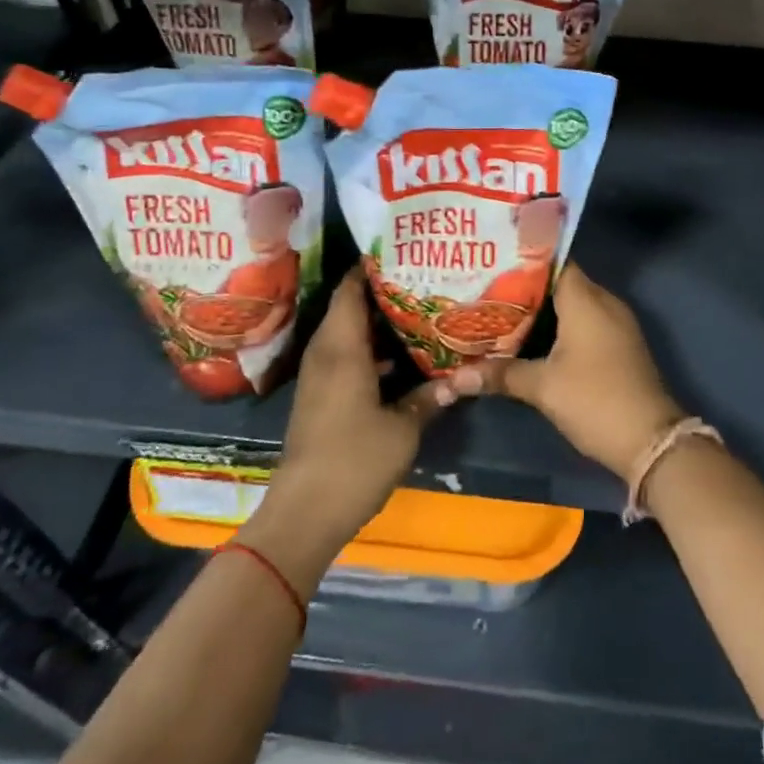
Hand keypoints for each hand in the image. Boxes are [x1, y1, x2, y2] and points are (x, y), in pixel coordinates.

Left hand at [255, 267, 441, 554]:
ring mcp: (318, 376)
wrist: (304, 512)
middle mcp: (325, 353)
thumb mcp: (403, 429)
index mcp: (342, 348)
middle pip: (348, 306)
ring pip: (346, 333)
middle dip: (379, 290)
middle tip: (419, 277)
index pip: (349, 290)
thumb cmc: (354, 460)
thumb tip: (460, 378)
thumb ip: (430, 397)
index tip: (401, 251)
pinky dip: (367, 348)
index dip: (370, 267)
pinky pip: (343, 356)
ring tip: (415, 309)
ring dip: (374, 321)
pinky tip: (398, 358)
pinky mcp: (319, 397)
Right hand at [439, 264, 683, 478]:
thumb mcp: (543, 388)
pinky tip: (529, 338)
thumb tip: (455, 377)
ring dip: (541, 308)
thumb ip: (500, 374)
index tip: (492, 258)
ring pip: (572, 303)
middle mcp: (604, 302)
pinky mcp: (618, 345)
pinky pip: (584, 321)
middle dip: (525, 284)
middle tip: (485, 286)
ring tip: (499, 309)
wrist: (651, 442)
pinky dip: (558, 325)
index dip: (524, 258)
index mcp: (586, 299)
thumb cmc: (595, 400)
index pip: (554, 261)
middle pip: (560, 281)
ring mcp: (615, 324)